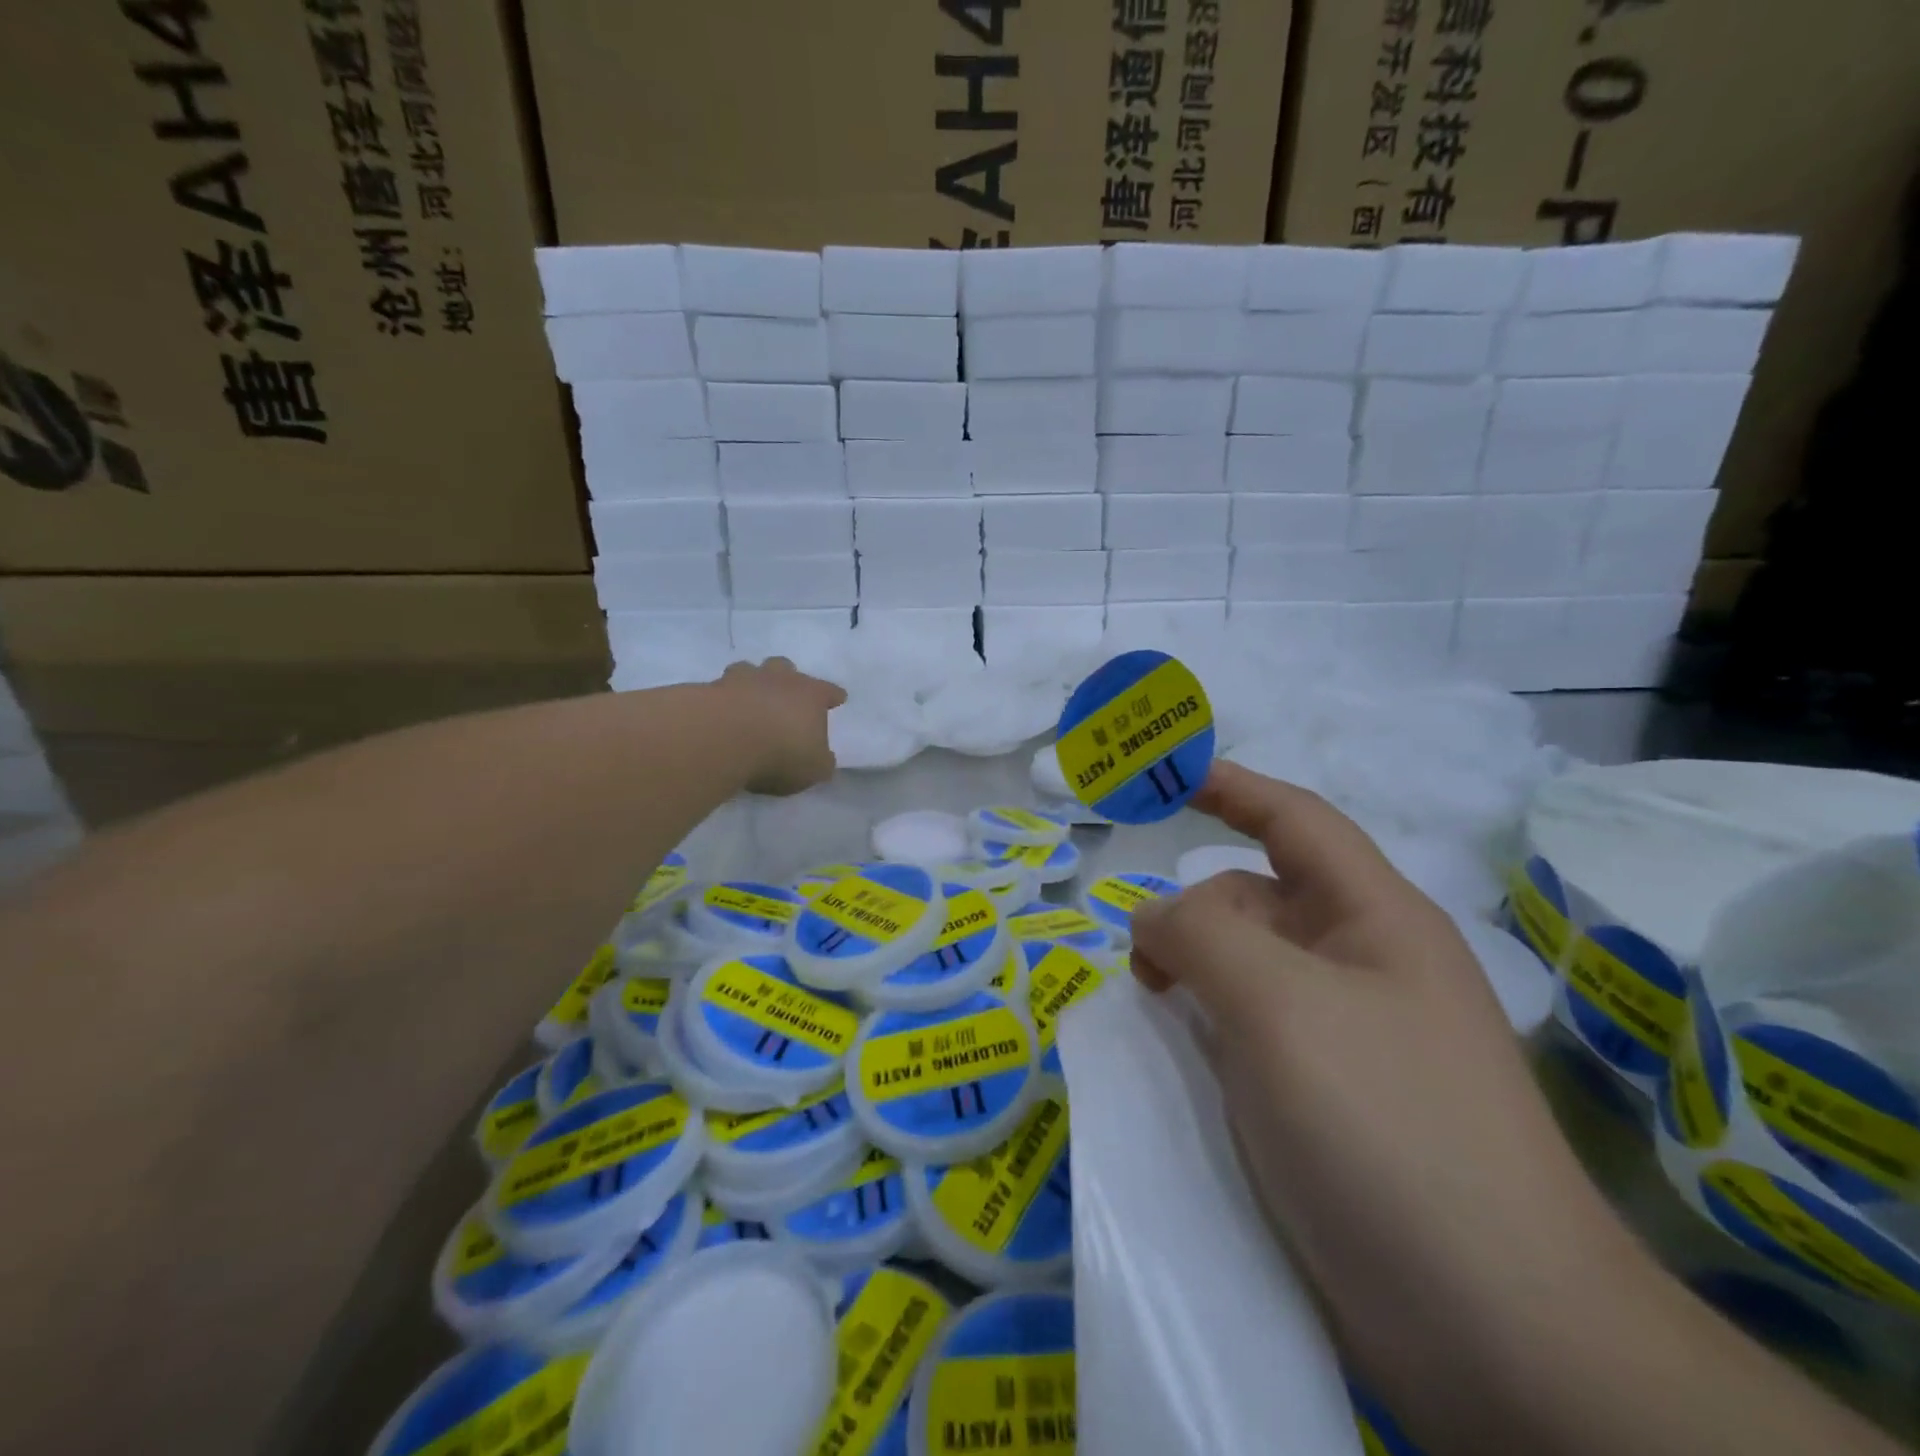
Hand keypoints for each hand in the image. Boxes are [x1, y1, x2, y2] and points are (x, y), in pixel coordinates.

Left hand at [717, 658, 845, 796]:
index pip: (828, 691)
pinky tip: (721, 713)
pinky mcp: (710, 689)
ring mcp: (742, 680)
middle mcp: (779, 679)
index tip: (838, 698)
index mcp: (811, 694)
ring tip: (748, 699)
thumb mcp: (814, 769)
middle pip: (785, 668)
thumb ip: (821, 762)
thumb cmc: (782, 752)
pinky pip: (720, 689)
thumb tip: (824, 758)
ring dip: (751, 683)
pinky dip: (723, 698)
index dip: (833, 696)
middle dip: (787, 678)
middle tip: (785, 693)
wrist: (725, 738)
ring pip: (749, 671)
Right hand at [1130, 761, 1653, 1443]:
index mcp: (1374, 920)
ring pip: (1248, 970)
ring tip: (1159, 1012)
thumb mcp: (1279, 1004)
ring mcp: (1347, 1038)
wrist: (1495, 1328)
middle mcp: (1363, 966)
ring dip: (1195, 973)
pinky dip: (1207, 1027)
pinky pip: (1249, 1032)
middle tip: (1147, 968)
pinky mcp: (1328, 1100)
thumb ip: (1201, 934)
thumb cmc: (1387, 1125)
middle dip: (1196, 913)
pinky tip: (1185, 1062)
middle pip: (1258, 901)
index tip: (1166, 775)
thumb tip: (1154, 918)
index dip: (1232, 786)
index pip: (1295, 821)